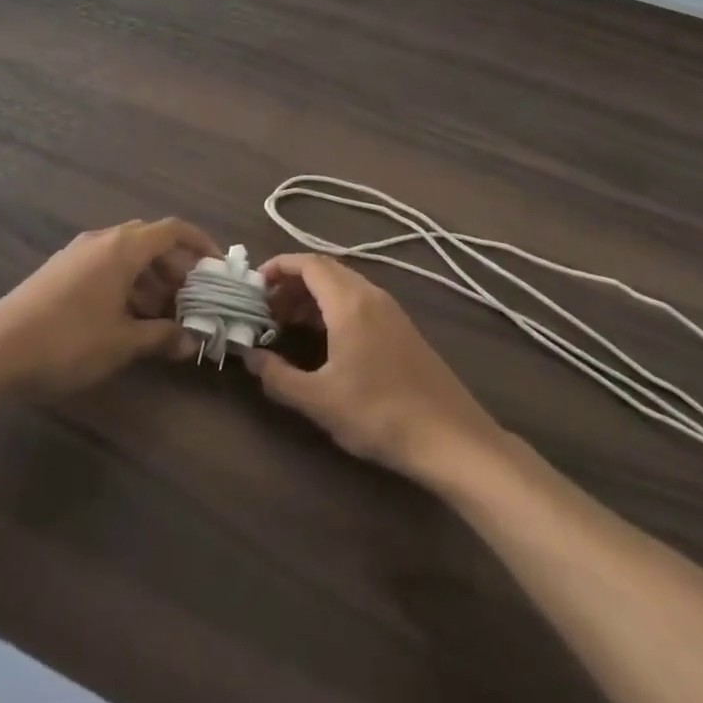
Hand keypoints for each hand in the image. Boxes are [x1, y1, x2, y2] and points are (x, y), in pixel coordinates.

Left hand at [0, 218, 218, 396]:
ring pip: (126, 256)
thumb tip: (191, 341)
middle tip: (190, 301)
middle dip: (175, 268)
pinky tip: (126, 319)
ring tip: (161, 318)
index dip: (200, 244)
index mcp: (122, 247)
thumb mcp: (122, 343)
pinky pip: (105, 266)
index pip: (173, 229)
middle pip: (150, 241)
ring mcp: (77, 254)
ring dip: (150, 280)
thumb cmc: (68, 342)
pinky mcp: (60, 271)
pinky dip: (125, 285)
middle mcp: (101, 240)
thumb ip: (161, 337)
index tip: (217, 268)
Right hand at [245, 254, 502, 481]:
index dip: (278, 267)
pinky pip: (358, 301)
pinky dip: (332, 307)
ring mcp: (390, 310)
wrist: (452, 439)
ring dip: (311, 297)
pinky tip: (323, 340)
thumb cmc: (380, 414)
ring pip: (342, 285)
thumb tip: (249, 357)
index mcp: (349, 302)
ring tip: (287, 325)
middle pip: (324, 270)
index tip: (254, 287)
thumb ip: (278, 376)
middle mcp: (370, 295)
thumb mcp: (319, 401)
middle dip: (291, 284)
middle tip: (266, 310)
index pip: (308, 263)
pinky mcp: (401, 328)